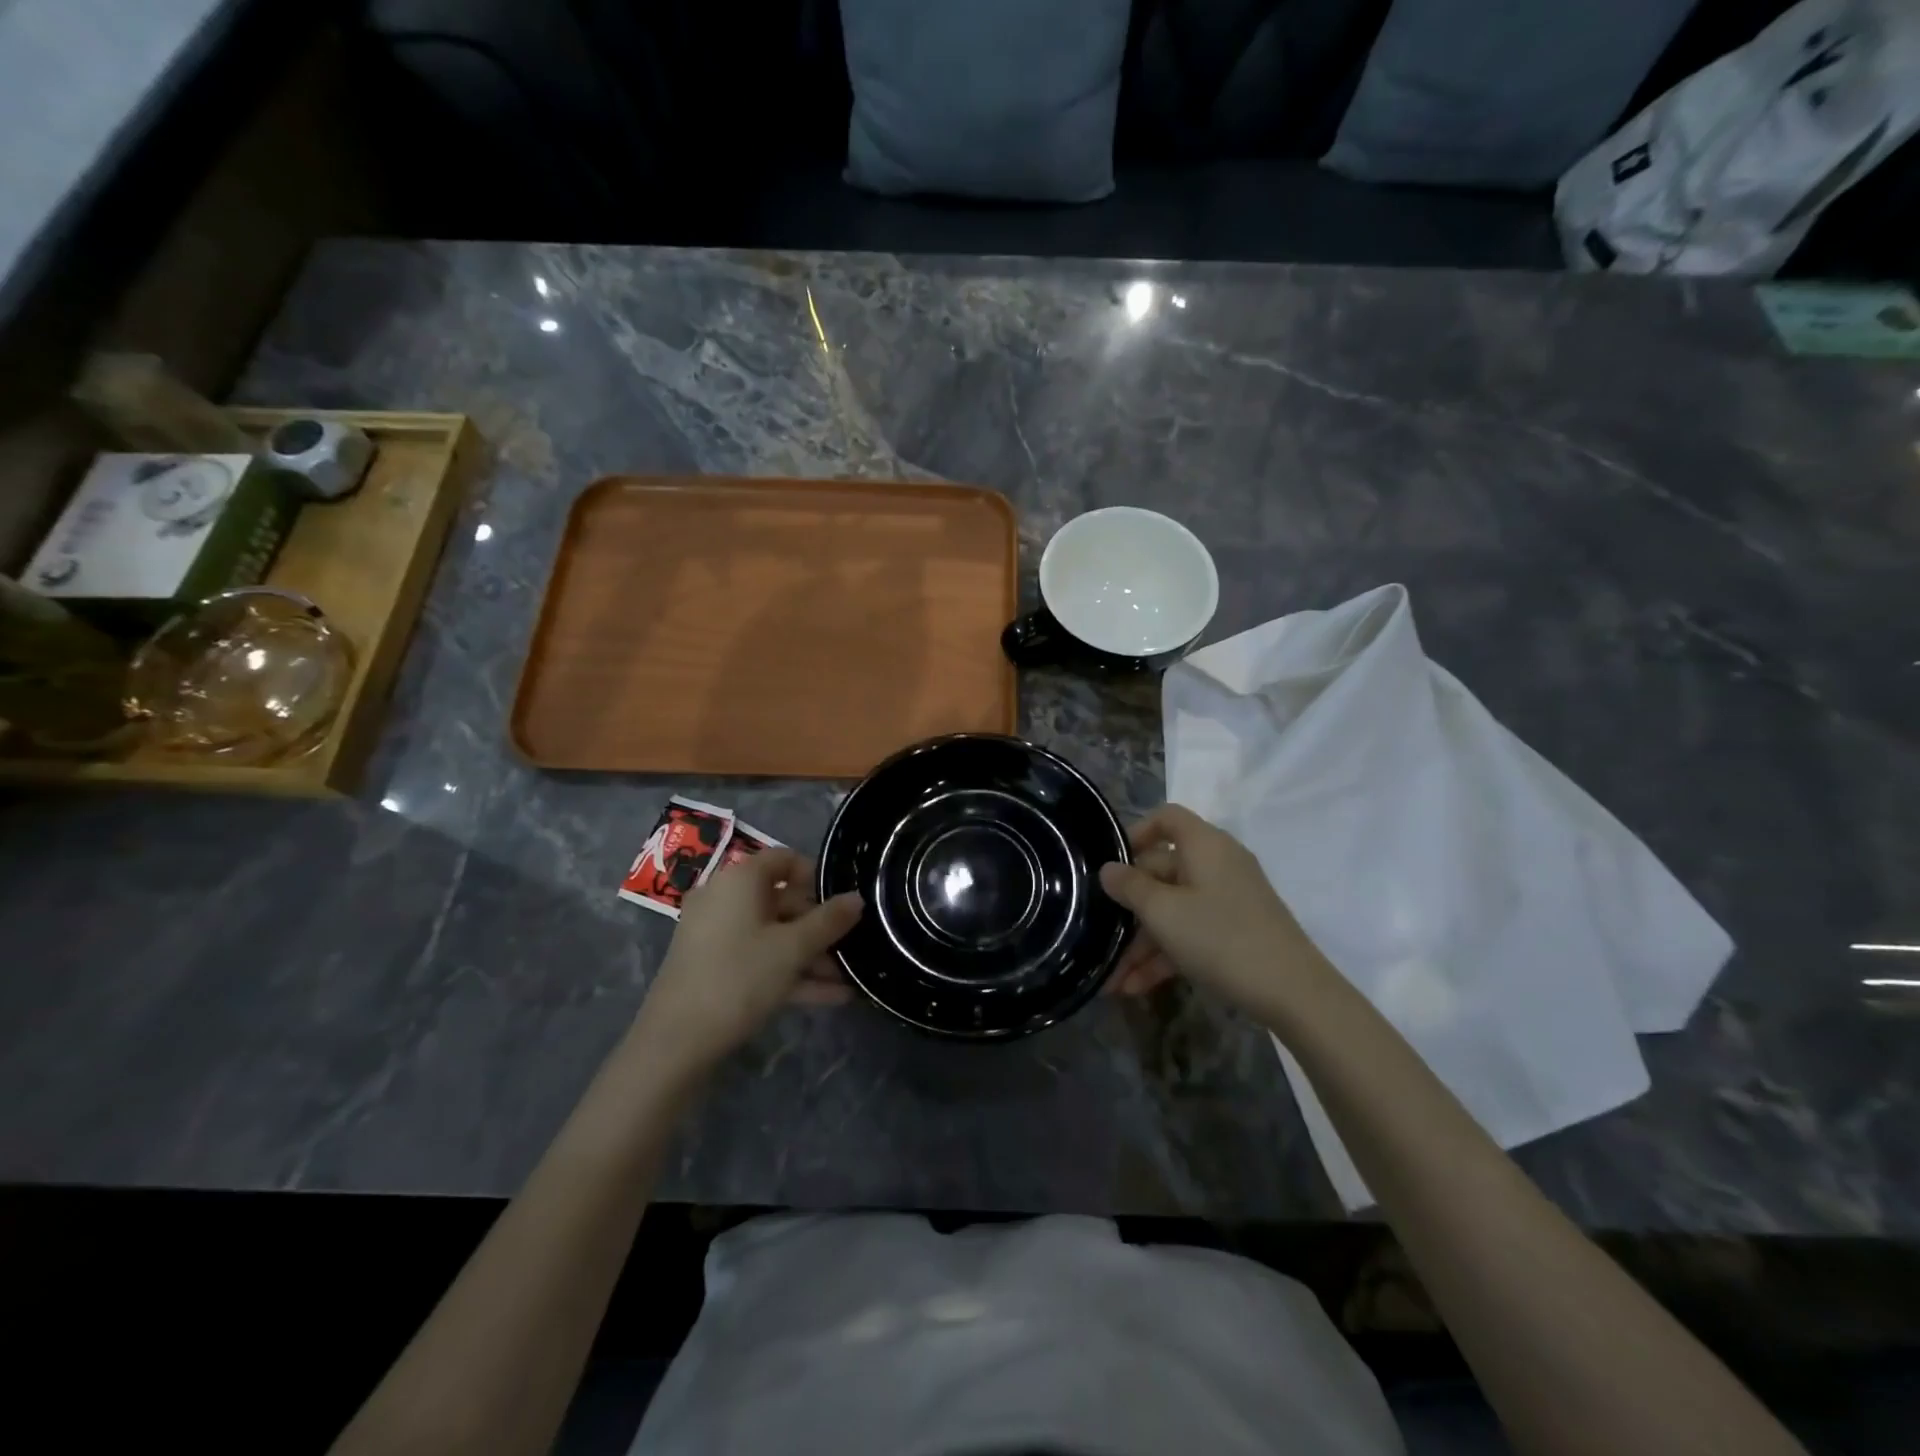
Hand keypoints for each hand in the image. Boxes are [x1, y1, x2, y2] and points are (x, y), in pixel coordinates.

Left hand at [633, 848, 861, 1073]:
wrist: (676, 1041)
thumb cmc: (740, 977)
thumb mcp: (794, 949)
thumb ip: (829, 921)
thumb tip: (857, 898)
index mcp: (740, 880)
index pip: (785, 859)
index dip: (817, 877)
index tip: (843, 904)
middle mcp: (724, 898)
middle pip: (781, 901)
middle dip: (819, 927)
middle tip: (850, 949)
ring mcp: (714, 934)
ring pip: (772, 935)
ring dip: (809, 956)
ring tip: (847, 980)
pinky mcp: (711, 966)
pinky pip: (757, 958)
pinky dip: (788, 972)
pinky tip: (828, 997)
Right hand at [1098, 804, 1329, 1015]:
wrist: (1294, 993)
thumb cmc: (1221, 938)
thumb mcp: (1164, 912)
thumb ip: (1130, 887)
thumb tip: (1108, 869)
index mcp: (1204, 845)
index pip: (1167, 818)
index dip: (1136, 833)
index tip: (1112, 864)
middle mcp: (1217, 865)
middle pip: (1162, 871)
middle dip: (1128, 908)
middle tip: (1099, 935)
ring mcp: (1228, 900)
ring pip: (1173, 910)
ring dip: (1141, 943)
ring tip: (1112, 980)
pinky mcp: (1235, 932)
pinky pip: (1190, 932)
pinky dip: (1165, 955)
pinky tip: (1136, 987)